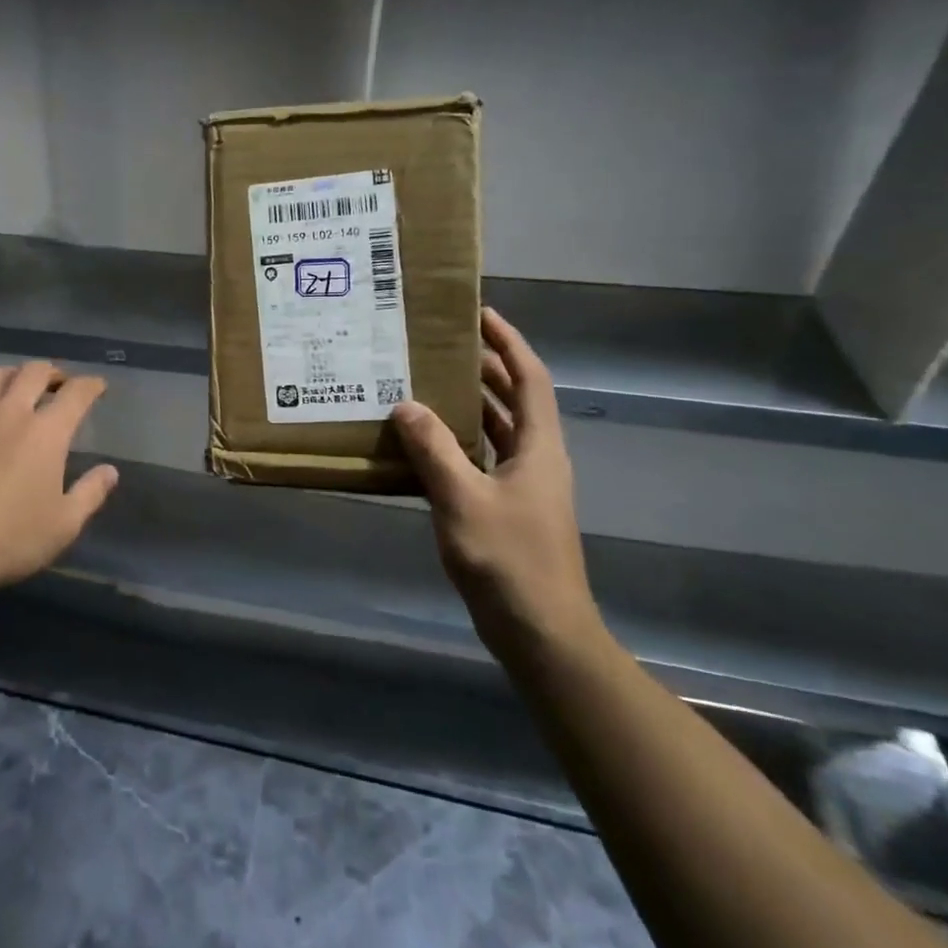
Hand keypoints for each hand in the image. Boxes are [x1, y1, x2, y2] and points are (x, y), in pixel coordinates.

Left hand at [0, 362, 118, 593]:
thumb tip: (110, 471)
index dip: (91, 385)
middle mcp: (9, 412)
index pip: (76, 393)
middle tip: (58, 384)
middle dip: (52, 372)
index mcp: (46, 432)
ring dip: (11, 375)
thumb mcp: (63, 525)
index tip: (97, 386)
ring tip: (15, 387)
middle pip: (33, 372)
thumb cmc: (8, 539)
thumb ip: (90, 493)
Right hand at [391, 309, 601, 664]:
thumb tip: (406, 406)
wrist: (541, 633)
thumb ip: (434, 450)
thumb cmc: (509, 560)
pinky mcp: (507, 509)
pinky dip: (458, 442)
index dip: (508, 343)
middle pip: (514, 399)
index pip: (529, 378)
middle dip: (484, 368)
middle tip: (440, 345)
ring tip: (426, 382)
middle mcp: (536, 459)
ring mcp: (523, 486)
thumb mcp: (462, 499)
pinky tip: (424, 443)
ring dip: (469, 404)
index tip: (480, 314)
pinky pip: (482, 459)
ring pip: (497, 430)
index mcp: (538, 447)